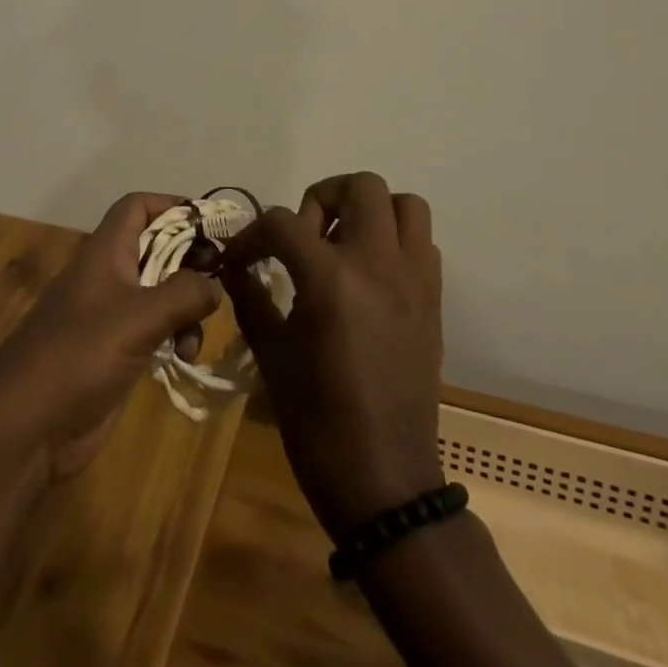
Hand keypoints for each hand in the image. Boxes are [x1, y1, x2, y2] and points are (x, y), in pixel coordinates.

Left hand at [0, 193, 221, 478]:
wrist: (28, 424)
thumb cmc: (80, 354)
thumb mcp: (139, 316)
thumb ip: (183, 293)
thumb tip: (213, 284)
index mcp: (106, 252)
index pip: (137, 207)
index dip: (171, 205)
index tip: (209, 222)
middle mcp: (108, 276)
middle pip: (155, 248)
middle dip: (189, 259)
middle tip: (221, 275)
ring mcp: (111, 315)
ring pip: (160, 292)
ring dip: (186, 305)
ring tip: (198, 331)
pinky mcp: (115, 352)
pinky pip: (154, 329)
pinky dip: (175, 336)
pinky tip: (183, 357)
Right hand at [221, 172, 446, 539]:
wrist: (383, 480)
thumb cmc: (316, 419)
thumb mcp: (271, 352)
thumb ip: (250, 297)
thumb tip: (234, 267)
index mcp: (330, 278)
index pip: (283, 222)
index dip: (253, 235)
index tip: (241, 259)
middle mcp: (378, 264)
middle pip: (359, 187)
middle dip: (322, 198)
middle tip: (304, 236)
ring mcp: (413, 280)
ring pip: (404, 205)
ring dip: (369, 211)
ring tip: (342, 246)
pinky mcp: (433, 301)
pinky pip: (422, 244)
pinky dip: (395, 243)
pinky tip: (369, 277)